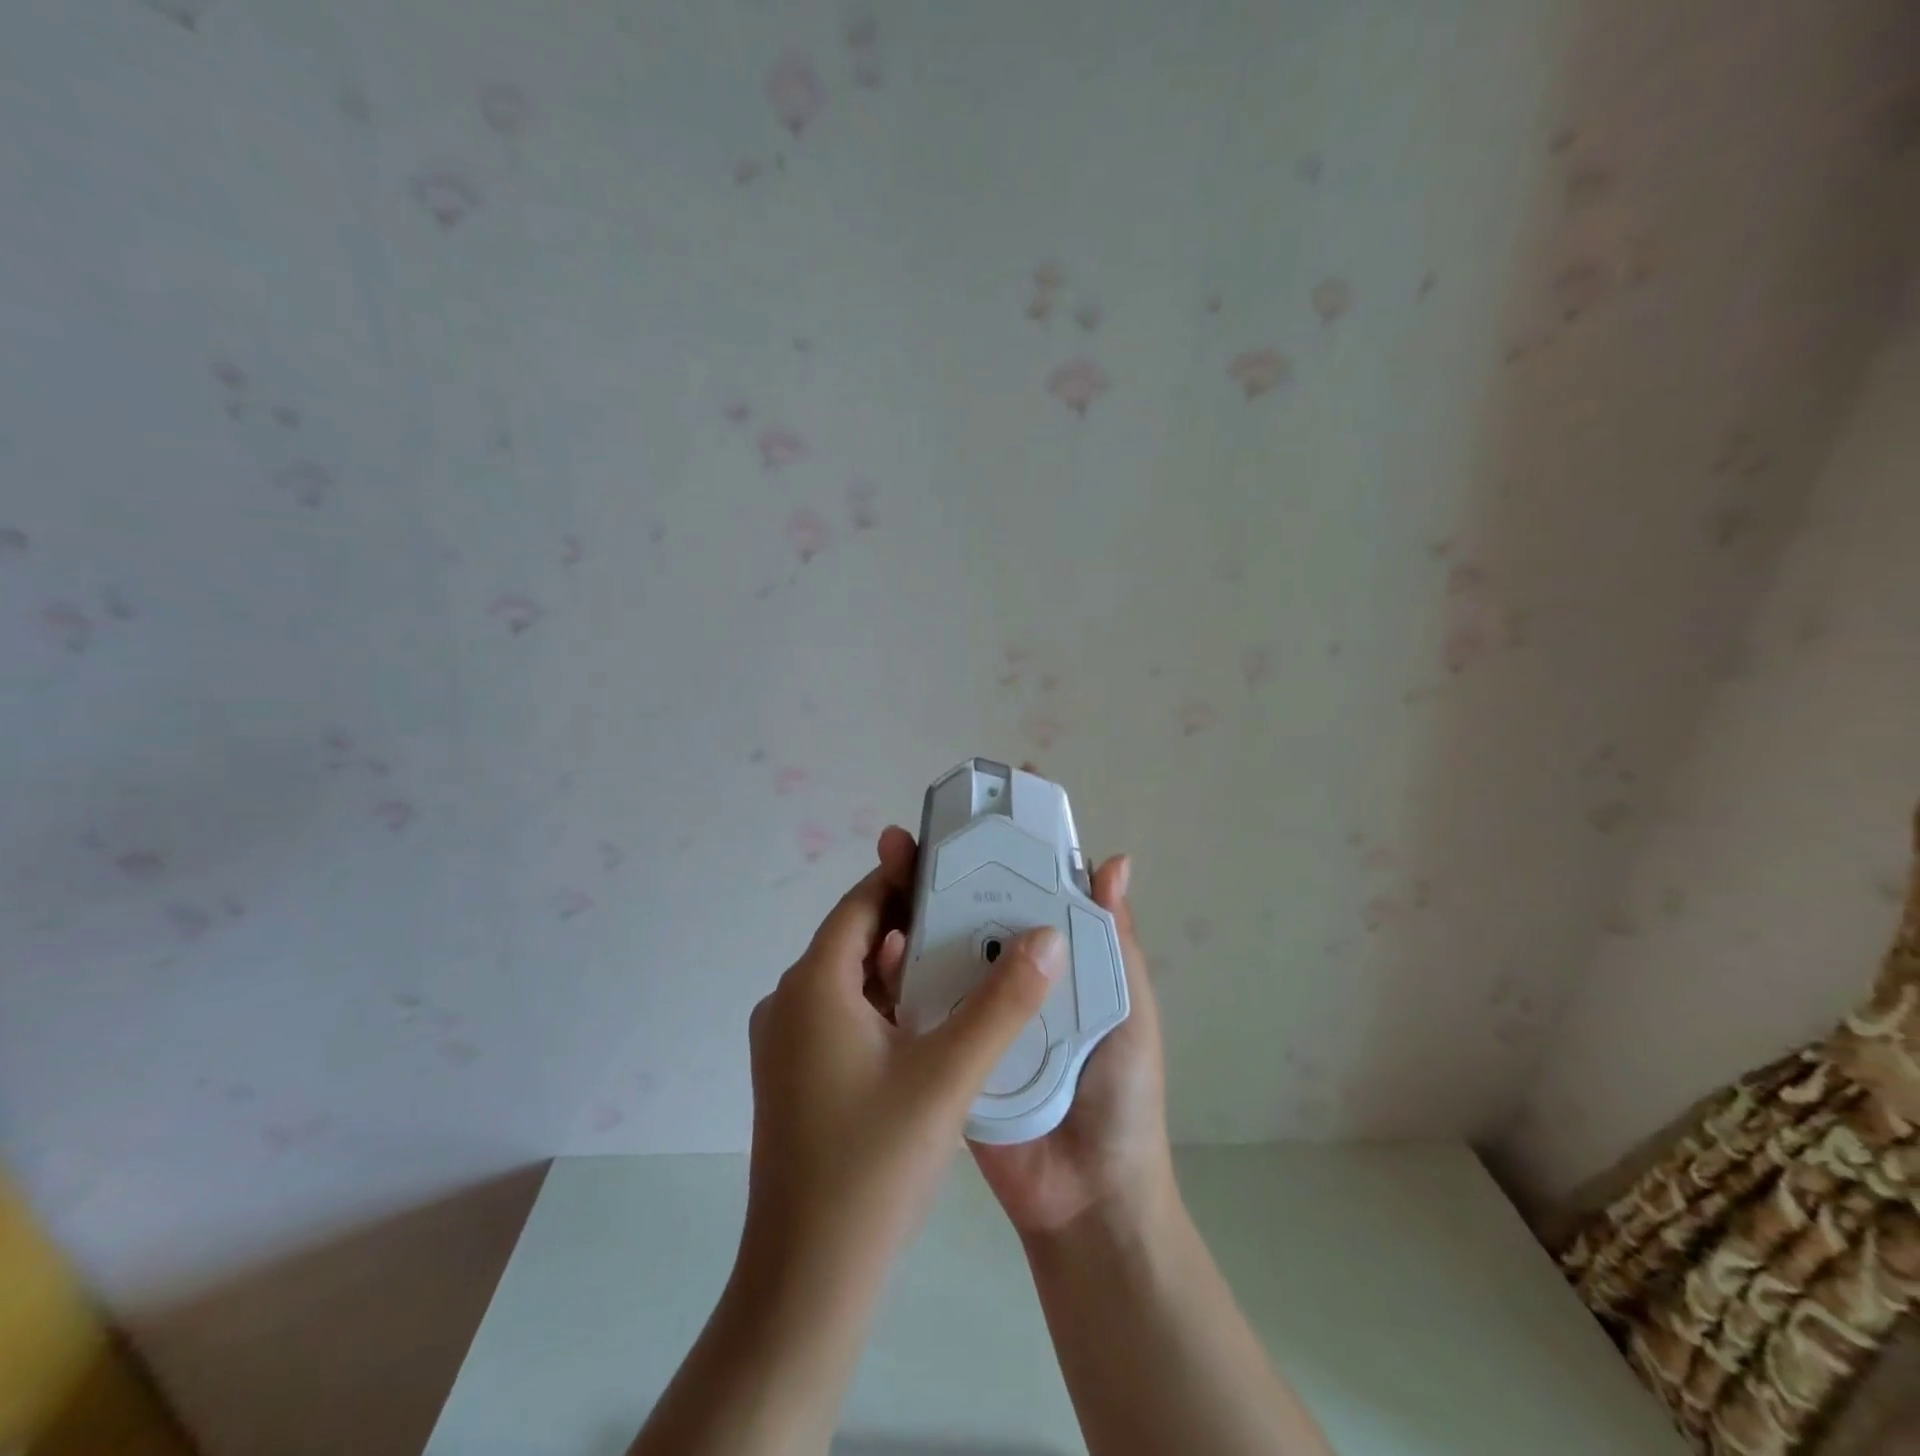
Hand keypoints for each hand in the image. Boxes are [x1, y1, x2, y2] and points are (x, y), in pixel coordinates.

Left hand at [740, 826, 1068, 1288]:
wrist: (806, 1282)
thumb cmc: (873, 1165)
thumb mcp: (949, 1075)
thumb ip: (1004, 1002)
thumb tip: (1049, 935)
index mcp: (813, 984)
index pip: (863, 903)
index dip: (908, 876)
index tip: (959, 864)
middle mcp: (789, 1002)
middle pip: (859, 938)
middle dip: (915, 919)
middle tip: (976, 907)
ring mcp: (787, 1042)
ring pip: (853, 979)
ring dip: (904, 964)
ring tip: (965, 953)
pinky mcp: (795, 1076)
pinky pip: (845, 1014)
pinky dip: (887, 1003)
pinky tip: (932, 1018)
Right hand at [865, 823, 1175, 1241]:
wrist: (1087, 1197)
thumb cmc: (1120, 1094)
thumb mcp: (1128, 1008)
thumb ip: (1115, 941)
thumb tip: (1114, 860)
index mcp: (1048, 961)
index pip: (1020, 893)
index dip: (998, 852)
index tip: (974, 812)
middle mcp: (1004, 977)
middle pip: (967, 911)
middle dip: (938, 869)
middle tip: (909, 837)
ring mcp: (968, 1011)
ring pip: (933, 948)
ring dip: (908, 907)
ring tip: (887, 868)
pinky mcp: (942, 1049)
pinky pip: (914, 1005)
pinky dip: (896, 973)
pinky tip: (882, 946)